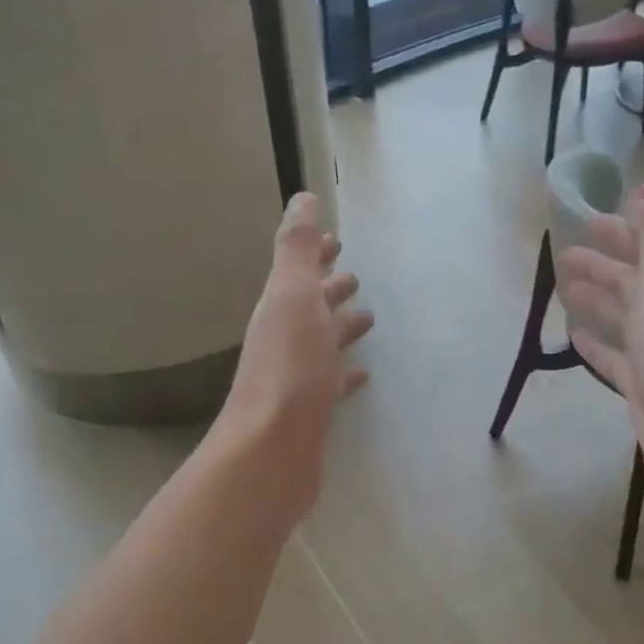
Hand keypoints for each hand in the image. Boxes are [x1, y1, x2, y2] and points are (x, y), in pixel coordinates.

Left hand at [214, 193, 373, 518]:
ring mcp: (299, 378)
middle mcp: (285, 340)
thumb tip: (302, 197)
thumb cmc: (288, 365)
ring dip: (342, 328)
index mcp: (281, 309)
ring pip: (324, 344)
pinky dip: (347, 374)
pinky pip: (334, 384)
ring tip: (369, 318)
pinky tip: (363, 373)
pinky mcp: (313, 412)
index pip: (300, 273)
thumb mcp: (292, 295)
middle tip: (355, 278)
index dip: (316, 256)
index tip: (336, 241)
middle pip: (311, 307)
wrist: (274, 446)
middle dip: (331, 290)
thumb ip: (297, 248)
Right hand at [556, 186, 643, 468]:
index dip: (621, 232)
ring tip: (564, 290)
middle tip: (563, 256)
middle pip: (633, 281)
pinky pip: (615, 356)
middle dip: (602, 265)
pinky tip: (575, 336)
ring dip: (597, 300)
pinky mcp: (642, 386)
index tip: (586, 221)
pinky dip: (596, 344)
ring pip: (622, 317)